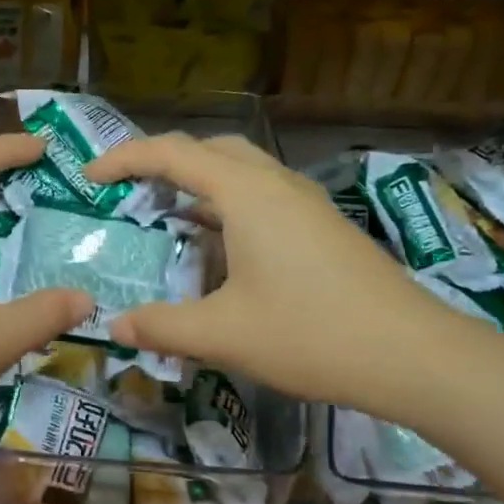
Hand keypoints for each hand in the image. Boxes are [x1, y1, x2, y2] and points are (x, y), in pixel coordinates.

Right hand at [84, 133, 476, 421]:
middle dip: (162, 162)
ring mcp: (305, 203)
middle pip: (209, 149)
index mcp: (245, 193)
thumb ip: (162, 326)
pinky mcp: (322, 226)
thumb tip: (115, 326)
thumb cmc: (310, 333)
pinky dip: (227, 204)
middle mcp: (275, 183)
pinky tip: (220, 245)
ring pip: (240, 170)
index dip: (124, 159)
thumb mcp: (223, 333)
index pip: (171, 154)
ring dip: (199, 182)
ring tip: (168, 215)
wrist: (413, 354)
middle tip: (130, 192)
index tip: (90, 179)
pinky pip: (262, 195)